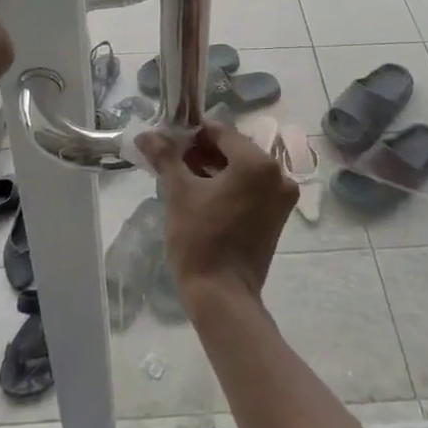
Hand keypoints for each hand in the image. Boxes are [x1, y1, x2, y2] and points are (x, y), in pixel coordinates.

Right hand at [136, 122, 296, 305]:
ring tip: (184, 178)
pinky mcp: (277, 216)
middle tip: (173, 161)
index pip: (221, 132)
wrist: (222, 295)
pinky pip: (251, 188)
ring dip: (215, 169)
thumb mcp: (179, 192)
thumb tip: (146, 135)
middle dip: (203, 152)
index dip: (192, 134)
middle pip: (234, 150)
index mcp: (258, 163)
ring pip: (243, 170)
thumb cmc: (200, 239)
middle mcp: (278, 174)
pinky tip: (204, 195)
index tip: (169, 142)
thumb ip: (166, 157)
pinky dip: (230, 186)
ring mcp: (281, 197)